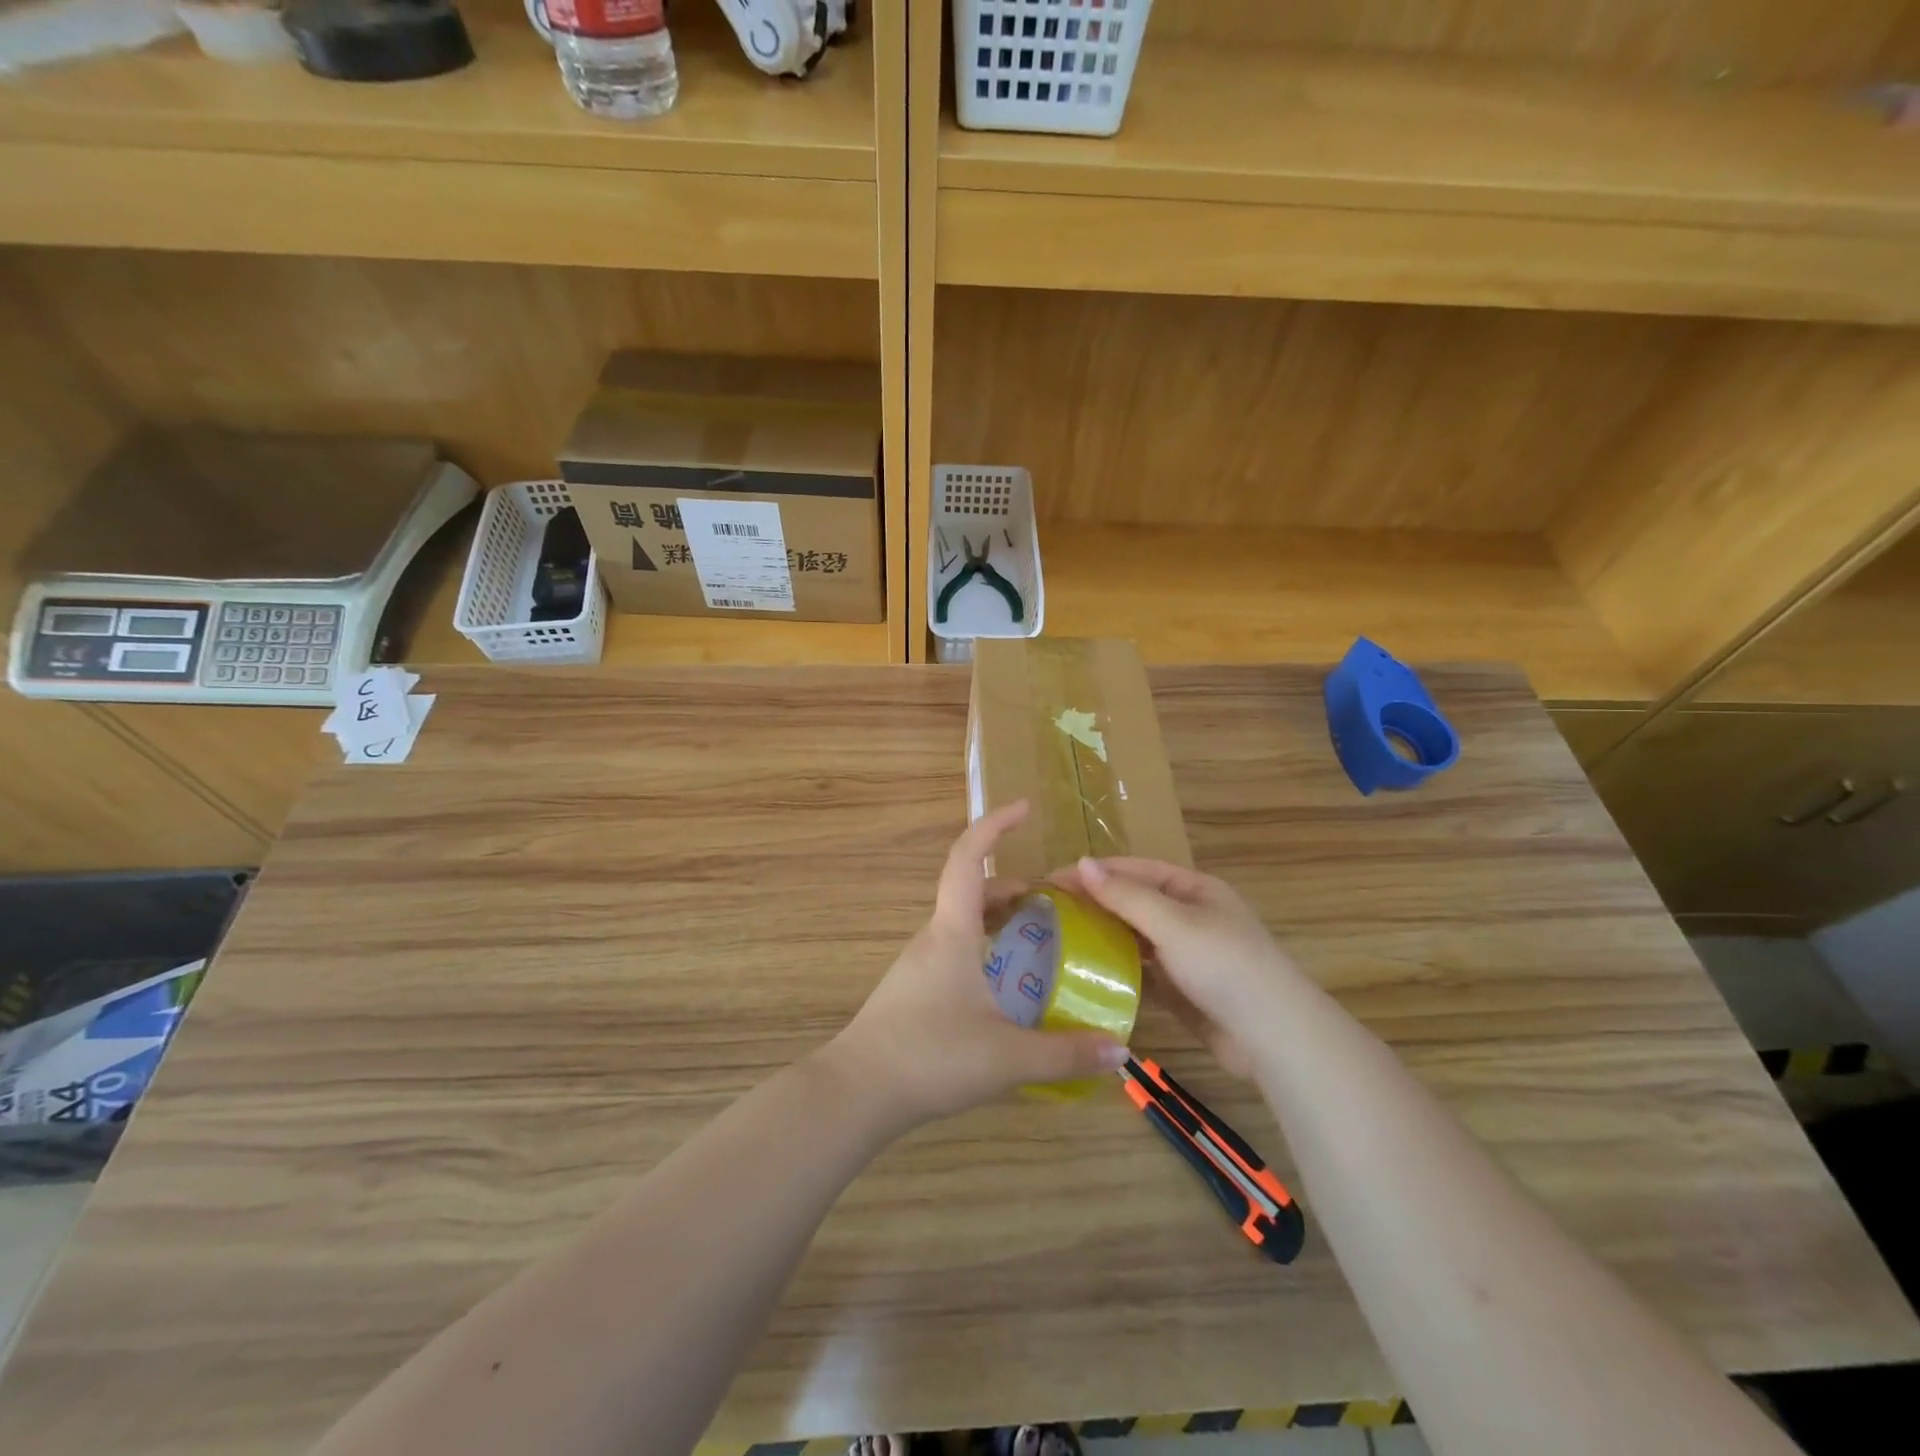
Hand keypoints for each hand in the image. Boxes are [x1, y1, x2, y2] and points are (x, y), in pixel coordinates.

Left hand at [824, 803, 1129, 1129]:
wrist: (858, 1092)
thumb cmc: (930, 1057)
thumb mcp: (1007, 1058)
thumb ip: (1065, 1053)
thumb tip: (1119, 1050)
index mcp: (952, 932)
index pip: (968, 858)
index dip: (994, 826)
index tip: (1024, 808)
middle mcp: (934, 937)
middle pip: (973, 891)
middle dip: (1014, 886)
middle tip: (1056, 902)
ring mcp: (920, 962)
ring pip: (964, 922)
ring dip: (1000, 919)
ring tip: (1041, 939)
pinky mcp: (915, 988)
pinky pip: (956, 949)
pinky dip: (986, 947)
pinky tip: (1008, 986)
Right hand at [1056, 857, 1303, 1079]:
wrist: (1272, 1036)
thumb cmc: (1224, 965)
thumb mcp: (1173, 923)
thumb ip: (1125, 895)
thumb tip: (1082, 863)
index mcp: (1192, 889)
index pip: (1133, 870)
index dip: (1093, 872)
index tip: (1050, 880)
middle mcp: (1188, 916)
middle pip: (1132, 902)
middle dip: (1093, 904)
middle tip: (1046, 912)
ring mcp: (1185, 955)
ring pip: (1134, 938)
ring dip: (1102, 936)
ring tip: (1057, 940)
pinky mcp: (1181, 989)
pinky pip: (1141, 971)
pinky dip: (1116, 969)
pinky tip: (1086, 973)